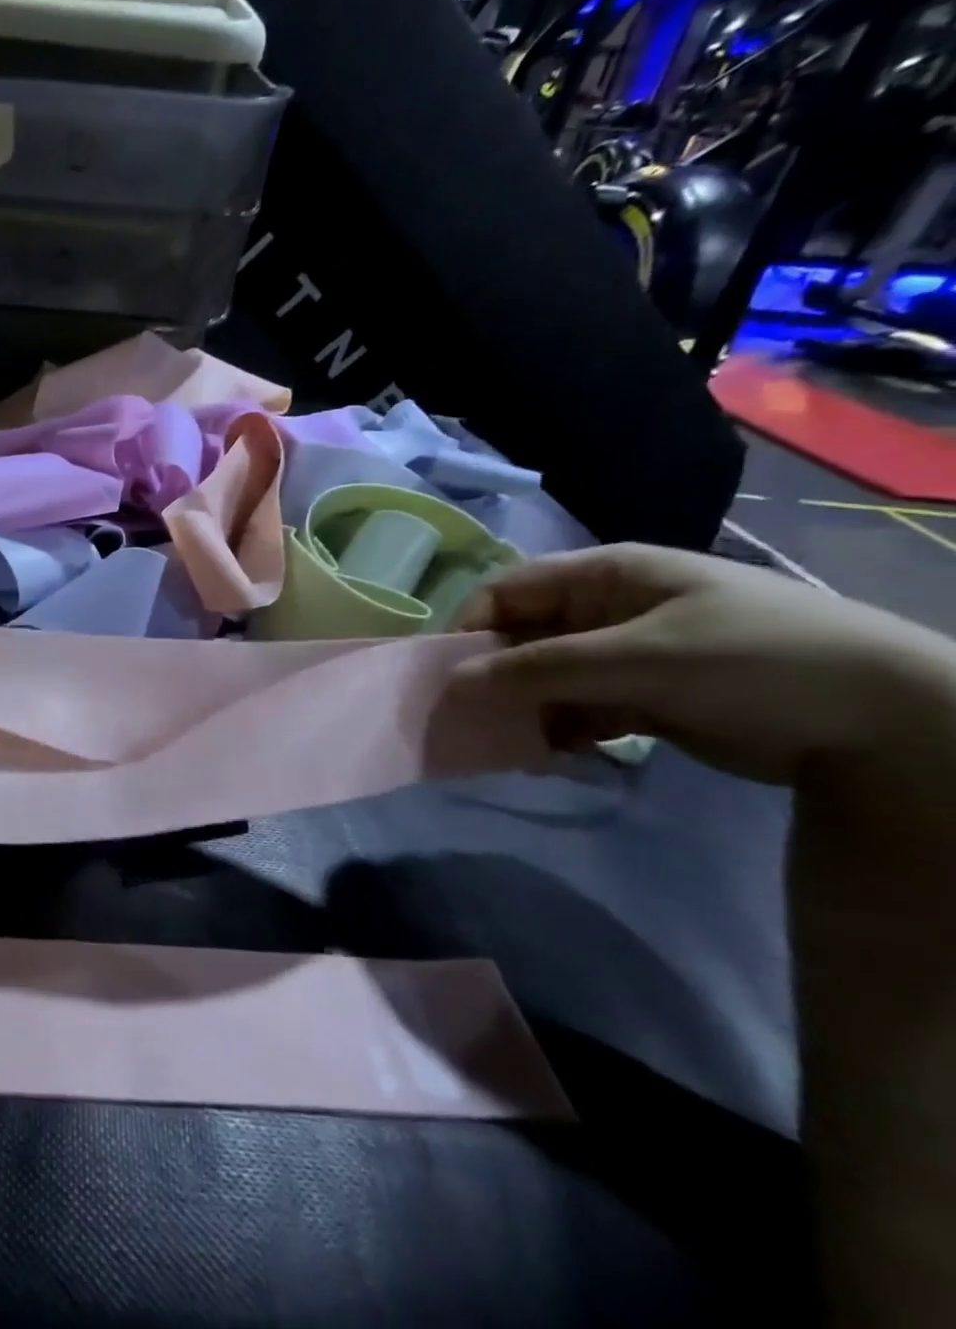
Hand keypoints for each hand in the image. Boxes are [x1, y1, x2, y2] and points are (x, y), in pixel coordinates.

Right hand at [451, 543, 955, 784]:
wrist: (886, 719)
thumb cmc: (752, 658)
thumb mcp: (638, 658)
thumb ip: (539, 670)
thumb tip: (453, 683)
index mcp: (604, 576)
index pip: (509, 592)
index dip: (471, 627)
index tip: (447, 675)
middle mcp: (606, 610)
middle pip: (523, 637)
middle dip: (494, 676)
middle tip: (470, 719)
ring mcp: (624, 655)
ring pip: (546, 679)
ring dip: (525, 710)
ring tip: (513, 747)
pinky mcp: (643, 698)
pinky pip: (577, 709)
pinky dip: (559, 731)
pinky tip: (552, 755)